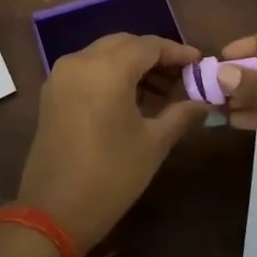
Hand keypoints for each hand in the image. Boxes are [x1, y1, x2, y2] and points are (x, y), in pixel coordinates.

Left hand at [17, 34, 210, 253]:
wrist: (53, 212)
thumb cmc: (111, 176)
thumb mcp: (153, 144)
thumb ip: (181, 114)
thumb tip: (205, 102)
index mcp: (107, 69)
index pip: (149, 45)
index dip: (176, 52)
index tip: (198, 62)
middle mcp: (80, 61)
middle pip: (124, 44)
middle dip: (154, 56)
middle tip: (181, 76)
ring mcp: (61, 75)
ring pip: (104, 54)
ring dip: (132, 64)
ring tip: (161, 90)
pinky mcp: (52, 92)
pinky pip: (87, 69)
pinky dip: (111, 74)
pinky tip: (131, 97)